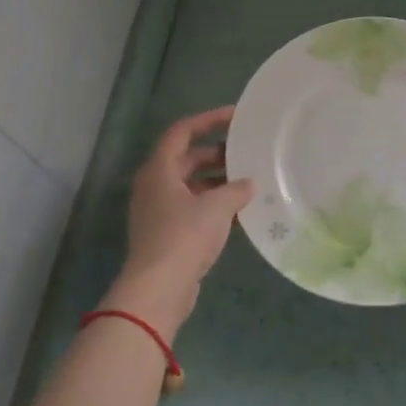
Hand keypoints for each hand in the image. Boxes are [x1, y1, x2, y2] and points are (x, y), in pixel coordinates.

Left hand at [110, 106, 253, 336]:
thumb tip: (248, 184)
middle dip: (217, 154)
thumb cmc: (184, 236)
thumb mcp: (217, 207)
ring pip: (191, 185)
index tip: (236, 116)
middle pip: (187, 158)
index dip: (208, 120)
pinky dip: (214, 206)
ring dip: (218, 182)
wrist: (159, 288)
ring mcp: (159, 211)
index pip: (182, 131)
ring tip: (250, 182)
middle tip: (247, 153)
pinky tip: (241, 213)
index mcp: (160, 170)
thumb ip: (236, 189)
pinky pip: (193, 208)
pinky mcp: (167, 233)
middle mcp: (155, 185)